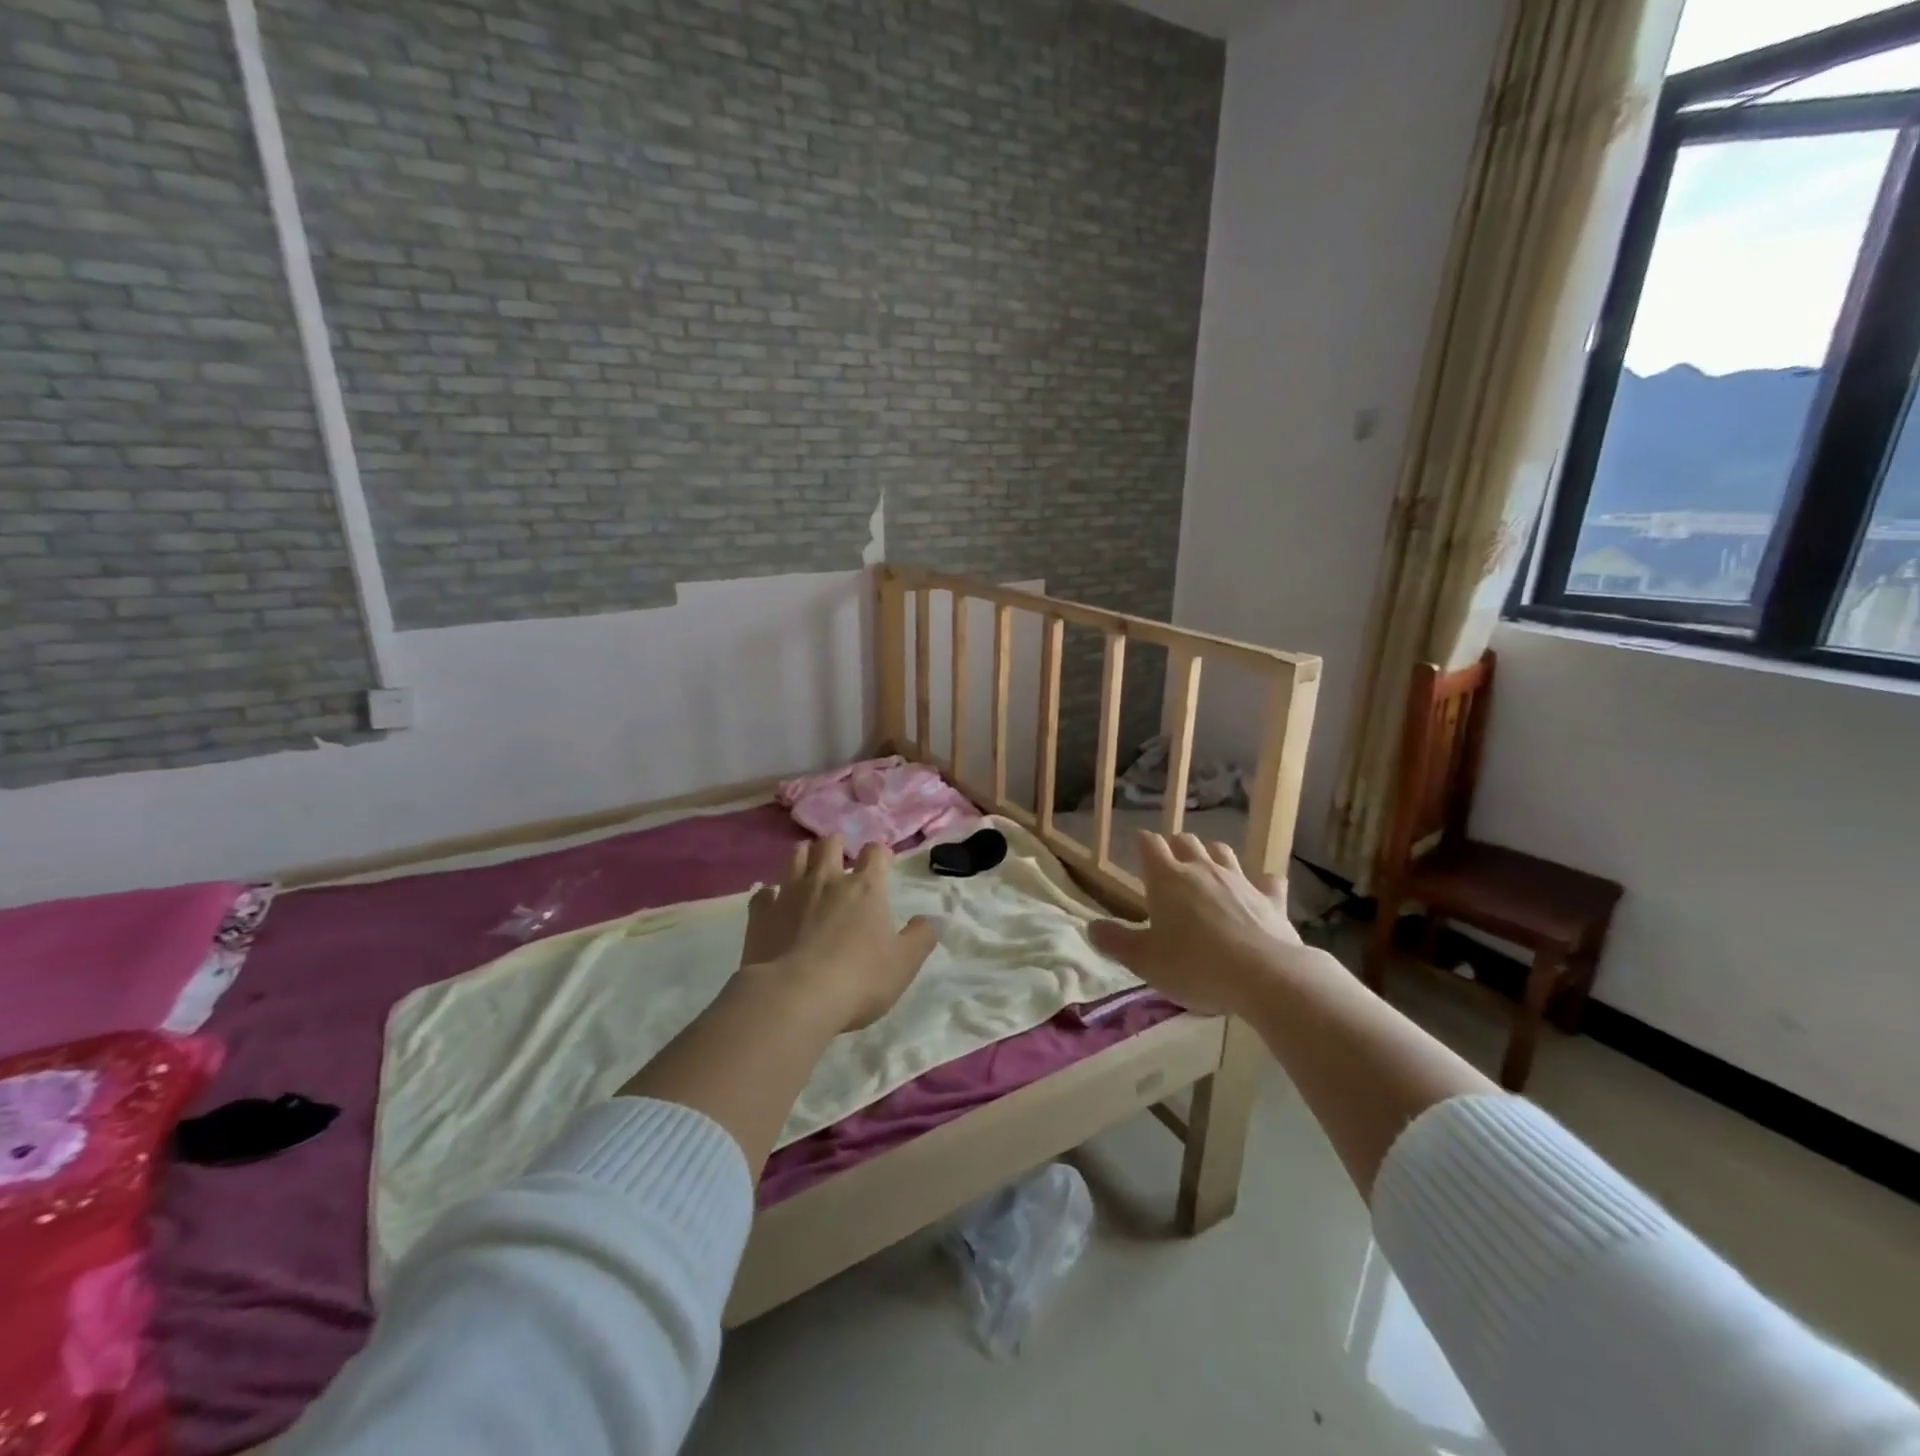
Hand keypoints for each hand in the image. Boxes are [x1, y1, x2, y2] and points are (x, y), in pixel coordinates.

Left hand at [740, 835, 937, 1031]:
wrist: (794, 997)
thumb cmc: (859, 979)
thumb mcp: (904, 964)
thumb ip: (920, 938)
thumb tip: (927, 921)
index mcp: (865, 888)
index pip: (875, 852)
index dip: (880, 854)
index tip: (882, 863)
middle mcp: (827, 880)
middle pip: (830, 843)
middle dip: (837, 845)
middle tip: (841, 859)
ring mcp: (790, 893)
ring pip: (796, 857)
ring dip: (805, 857)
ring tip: (809, 868)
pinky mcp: (761, 914)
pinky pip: (764, 893)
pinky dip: (770, 894)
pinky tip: (774, 904)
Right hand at [1088, 833, 1304, 1016]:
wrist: (1265, 977)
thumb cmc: (1194, 966)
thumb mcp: (1144, 960)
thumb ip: (1115, 942)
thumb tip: (1091, 928)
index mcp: (1167, 878)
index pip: (1150, 844)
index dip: (1143, 844)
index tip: (1138, 853)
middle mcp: (1202, 869)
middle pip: (1186, 840)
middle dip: (1176, 847)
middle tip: (1170, 868)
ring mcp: (1240, 880)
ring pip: (1223, 852)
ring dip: (1213, 857)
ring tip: (1207, 874)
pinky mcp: (1272, 899)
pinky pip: (1268, 881)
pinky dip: (1261, 883)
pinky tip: (1260, 892)